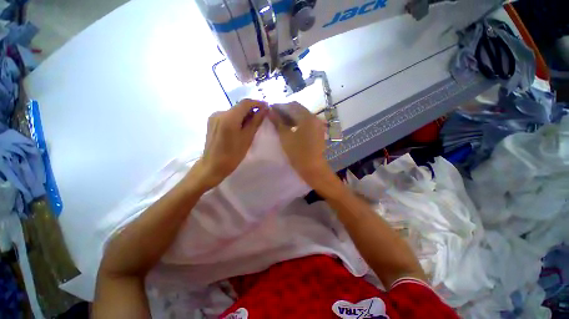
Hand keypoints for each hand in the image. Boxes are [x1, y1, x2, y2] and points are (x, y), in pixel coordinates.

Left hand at [193, 99, 267, 189]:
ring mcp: (214, 116)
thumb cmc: (233, 154)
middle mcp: (220, 112)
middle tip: (261, 118)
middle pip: (239, 107)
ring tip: (251, 125)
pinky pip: (227, 116)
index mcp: (229, 117)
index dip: (257, 103)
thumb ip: (256, 121)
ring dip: (244, 115)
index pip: (245, 103)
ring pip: (233, 111)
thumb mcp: (247, 138)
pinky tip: (240, 128)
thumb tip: (264, 109)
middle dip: (251, 110)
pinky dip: (236, 119)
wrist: (213, 165)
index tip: (266, 107)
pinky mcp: (212, 121)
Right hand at [269, 102, 331, 186]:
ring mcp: (318, 125)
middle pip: (298, 109)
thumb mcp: (285, 136)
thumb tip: (270, 111)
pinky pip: (307, 122)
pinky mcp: (318, 131)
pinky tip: (291, 127)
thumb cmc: (297, 152)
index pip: (292, 105)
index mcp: (307, 117)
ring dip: (292, 116)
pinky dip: (298, 122)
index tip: (271, 109)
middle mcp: (314, 118)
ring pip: (303, 116)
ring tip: (281, 121)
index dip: (280, 106)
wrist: (312, 167)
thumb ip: (278, 122)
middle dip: (286, 110)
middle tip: (275, 115)